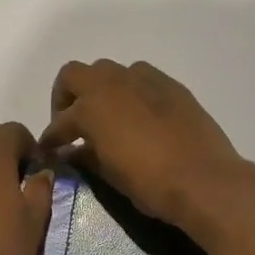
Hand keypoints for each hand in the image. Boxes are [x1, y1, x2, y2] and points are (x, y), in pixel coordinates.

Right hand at [39, 60, 252, 228]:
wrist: (205, 179)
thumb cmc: (150, 183)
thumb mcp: (109, 174)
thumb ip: (87, 156)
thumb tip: (74, 151)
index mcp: (91, 107)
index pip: (60, 121)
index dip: (52, 138)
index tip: (50, 150)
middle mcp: (112, 83)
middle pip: (75, 75)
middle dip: (67, 96)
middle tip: (72, 122)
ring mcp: (143, 79)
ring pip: (109, 71)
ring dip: (100, 89)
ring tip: (105, 115)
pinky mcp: (170, 85)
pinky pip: (140, 78)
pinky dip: (130, 91)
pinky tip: (137, 115)